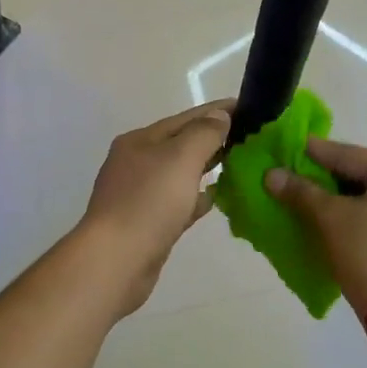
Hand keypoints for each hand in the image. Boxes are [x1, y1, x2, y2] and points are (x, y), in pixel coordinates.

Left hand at [80, 100, 233, 313]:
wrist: (116, 261)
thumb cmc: (148, 202)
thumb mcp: (180, 158)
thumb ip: (204, 133)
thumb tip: (220, 116)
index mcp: (140, 141)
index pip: (185, 118)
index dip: (217, 111)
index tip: (248, 107)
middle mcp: (137, 163)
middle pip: (181, 144)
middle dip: (213, 139)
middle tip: (250, 137)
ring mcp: (140, 195)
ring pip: (181, 174)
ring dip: (207, 167)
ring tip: (239, 164)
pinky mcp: (148, 223)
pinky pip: (179, 202)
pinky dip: (198, 197)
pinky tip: (217, 198)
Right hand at [264, 139, 366, 316]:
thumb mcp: (331, 217)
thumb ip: (301, 191)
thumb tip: (271, 174)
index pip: (352, 156)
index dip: (317, 153)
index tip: (290, 146)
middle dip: (330, 177)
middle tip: (297, 173)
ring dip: (346, 197)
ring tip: (312, 196)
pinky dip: (362, 214)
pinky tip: (337, 217)